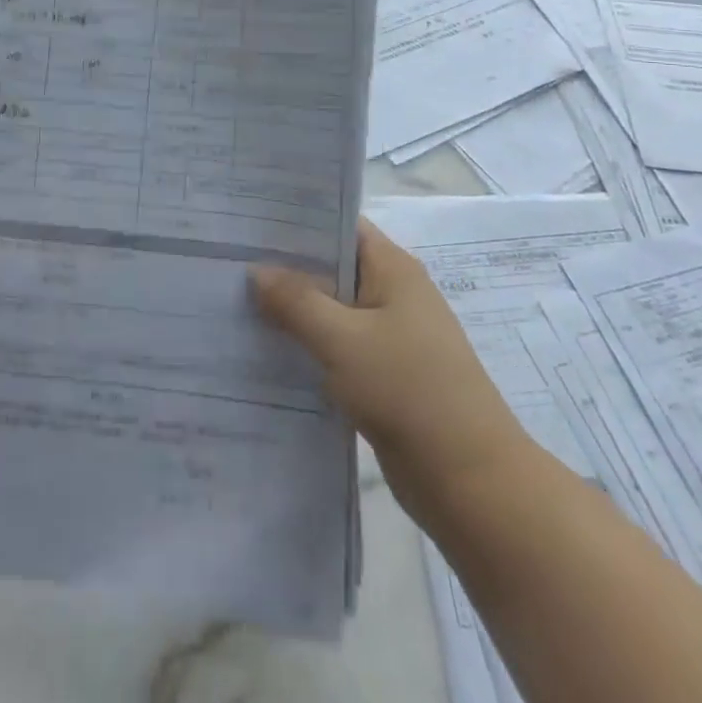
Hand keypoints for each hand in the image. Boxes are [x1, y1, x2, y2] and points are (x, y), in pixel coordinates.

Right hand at [250, 219, 530, 520]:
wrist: (471, 482)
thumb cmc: (408, 391)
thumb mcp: (342, 339)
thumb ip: (296, 301)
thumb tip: (256, 271)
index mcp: (393, 269)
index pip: (340, 225)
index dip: (296, 221)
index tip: (249, 222)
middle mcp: (394, 293)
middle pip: (332, 266)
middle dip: (286, 266)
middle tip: (230, 261)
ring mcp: (391, 336)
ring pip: (332, 309)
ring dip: (294, 309)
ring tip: (236, 302)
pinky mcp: (385, 374)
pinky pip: (338, 346)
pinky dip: (308, 344)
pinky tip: (268, 350)